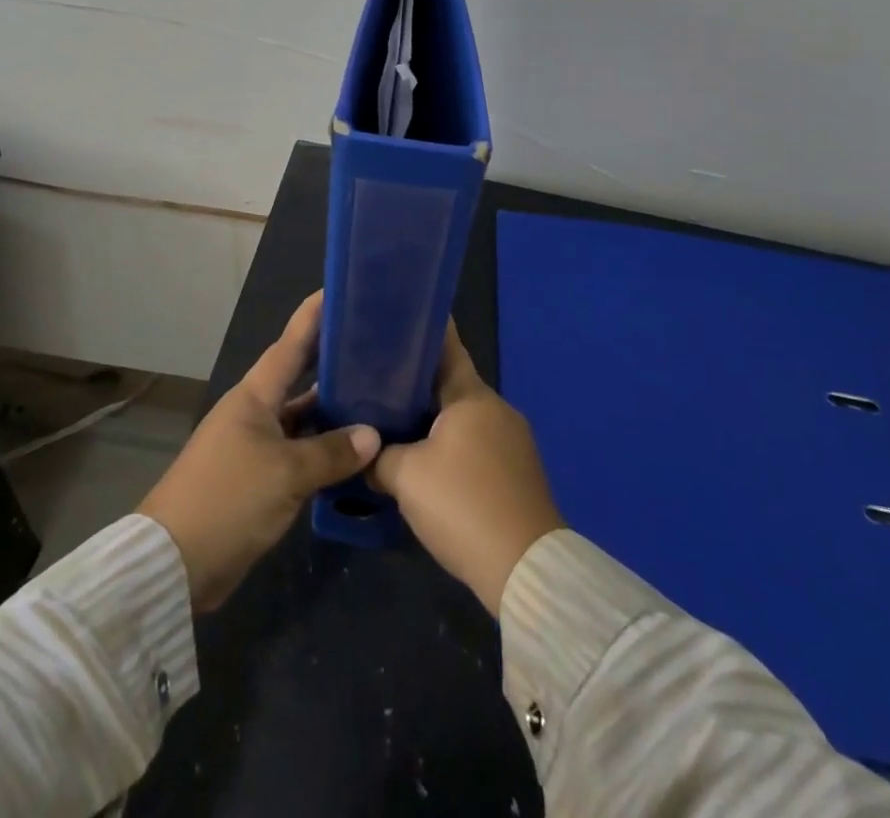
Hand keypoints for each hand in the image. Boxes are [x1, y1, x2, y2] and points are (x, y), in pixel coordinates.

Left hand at [139, 290, 380, 611]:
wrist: (175, 563)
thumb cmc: (228, 499)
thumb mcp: (285, 473)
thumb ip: (331, 452)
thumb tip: (373, 434)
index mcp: (255, 396)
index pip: (291, 344)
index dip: (314, 316)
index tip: (340, 289)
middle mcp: (256, 412)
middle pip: (301, 379)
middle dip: (333, 361)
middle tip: (375, 345)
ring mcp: (257, 446)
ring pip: (304, 419)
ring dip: (335, 412)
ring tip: (380, 397)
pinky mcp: (260, 479)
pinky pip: (301, 453)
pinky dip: (326, 451)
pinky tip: (358, 453)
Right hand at [369, 323, 564, 613]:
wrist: (525, 570)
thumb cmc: (463, 504)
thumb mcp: (405, 476)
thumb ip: (378, 456)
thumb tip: (363, 451)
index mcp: (472, 396)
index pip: (446, 347)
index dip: (421, 332)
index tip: (394, 319)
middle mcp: (497, 409)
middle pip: (451, 384)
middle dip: (416, 382)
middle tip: (376, 379)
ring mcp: (512, 441)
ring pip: (462, 417)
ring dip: (432, 418)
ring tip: (392, 420)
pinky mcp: (517, 472)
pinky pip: (475, 444)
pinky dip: (450, 444)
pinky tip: (424, 460)